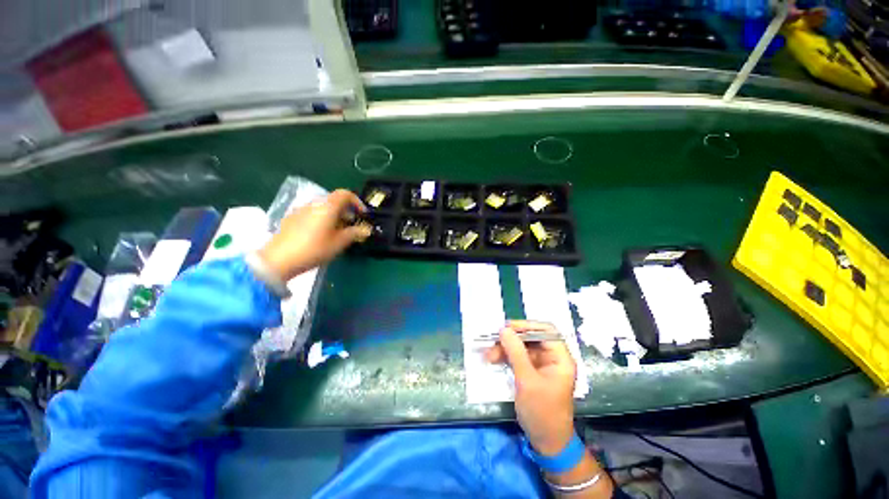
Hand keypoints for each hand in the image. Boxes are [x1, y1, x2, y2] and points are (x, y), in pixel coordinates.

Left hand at [258, 189, 370, 280]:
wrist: (279, 260)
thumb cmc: (314, 249)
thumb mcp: (339, 243)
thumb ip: (354, 233)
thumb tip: (366, 229)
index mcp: (327, 206)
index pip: (345, 194)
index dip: (357, 202)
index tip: (362, 215)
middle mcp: (313, 204)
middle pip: (334, 200)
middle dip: (346, 211)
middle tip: (352, 225)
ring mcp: (300, 210)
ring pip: (322, 207)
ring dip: (334, 215)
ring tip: (338, 232)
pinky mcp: (291, 218)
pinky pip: (312, 213)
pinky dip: (322, 219)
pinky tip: (320, 235)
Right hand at [485, 320, 576, 455]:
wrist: (546, 442)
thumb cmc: (542, 412)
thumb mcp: (527, 381)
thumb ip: (516, 353)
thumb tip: (503, 329)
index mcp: (560, 358)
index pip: (546, 330)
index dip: (527, 326)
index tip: (507, 328)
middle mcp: (552, 357)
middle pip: (531, 337)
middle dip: (511, 339)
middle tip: (493, 341)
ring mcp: (542, 365)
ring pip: (522, 347)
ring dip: (505, 348)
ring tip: (489, 355)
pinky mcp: (532, 372)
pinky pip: (518, 357)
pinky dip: (506, 356)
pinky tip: (493, 359)